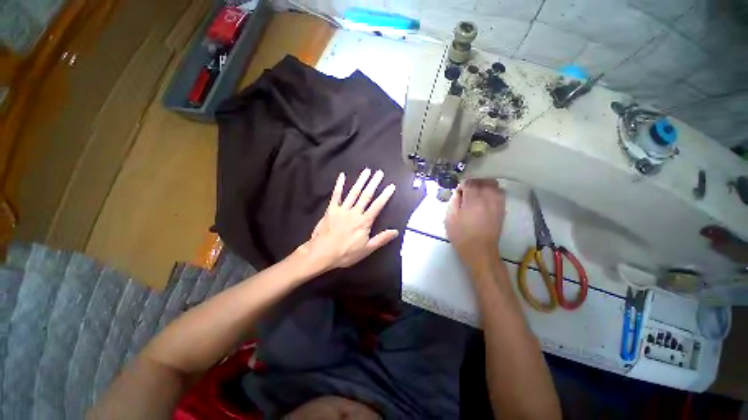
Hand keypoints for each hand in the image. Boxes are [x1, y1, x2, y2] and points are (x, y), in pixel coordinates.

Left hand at [296, 168, 397, 273]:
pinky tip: (342, 175)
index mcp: (364, 222)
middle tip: (379, 172)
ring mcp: (342, 209)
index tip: (391, 186)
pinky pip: (336, 195)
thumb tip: (396, 231)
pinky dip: (339, 185)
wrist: (322, 253)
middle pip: (366, 195)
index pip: (377, 206)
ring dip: (360, 181)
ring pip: (353, 193)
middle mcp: (354, 212)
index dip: (385, 195)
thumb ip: (381, 239)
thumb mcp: (366, 249)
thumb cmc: (345, 253)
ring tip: (367, 171)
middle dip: (374, 183)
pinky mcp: (331, 210)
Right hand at [445, 179, 505, 268]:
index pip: (470, 182)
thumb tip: (459, 192)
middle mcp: (488, 199)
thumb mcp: (450, 218)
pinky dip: (492, 191)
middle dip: (474, 182)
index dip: (462, 184)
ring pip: (494, 185)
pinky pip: (500, 193)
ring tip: (476, 193)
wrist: (480, 251)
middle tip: (466, 190)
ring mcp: (497, 204)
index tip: (458, 192)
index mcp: (474, 200)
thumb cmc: (461, 235)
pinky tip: (485, 198)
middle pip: (484, 180)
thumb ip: (453, 201)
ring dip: (484, 185)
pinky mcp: (502, 209)